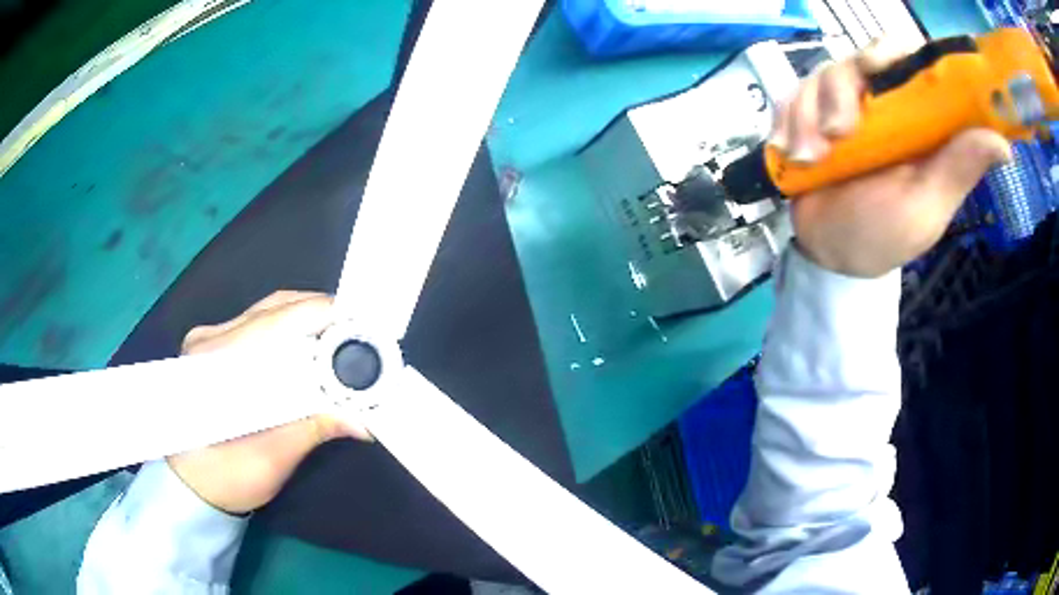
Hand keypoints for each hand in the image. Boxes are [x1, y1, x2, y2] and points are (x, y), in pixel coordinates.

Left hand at [168, 291, 370, 514]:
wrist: (196, 486)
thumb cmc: (225, 480)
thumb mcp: (270, 462)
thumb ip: (310, 431)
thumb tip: (360, 419)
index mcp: (212, 364)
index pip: (270, 325)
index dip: (316, 320)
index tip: (357, 330)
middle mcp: (209, 340)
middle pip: (273, 309)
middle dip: (320, 317)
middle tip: (359, 337)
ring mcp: (212, 338)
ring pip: (270, 311)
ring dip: (311, 321)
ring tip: (345, 340)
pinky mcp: (220, 344)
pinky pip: (264, 322)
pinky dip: (296, 329)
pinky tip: (316, 346)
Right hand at [772, 39, 1012, 277]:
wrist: (832, 253)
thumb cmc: (886, 235)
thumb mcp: (928, 206)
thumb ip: (959, 169)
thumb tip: (1004, 145)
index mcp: (917, 117)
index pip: (909, 58)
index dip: (893, 51)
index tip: (880, 70)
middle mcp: (882, 101)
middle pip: (857, 58)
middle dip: (839, 90)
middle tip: (838, 135)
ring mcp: (843, 105)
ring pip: (820, 75)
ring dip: (808, 114)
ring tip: (811, 160)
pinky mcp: (809, 113)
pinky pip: (790, 95)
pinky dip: (787, 122)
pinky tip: (794, 155)